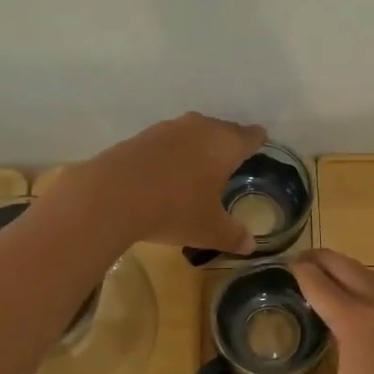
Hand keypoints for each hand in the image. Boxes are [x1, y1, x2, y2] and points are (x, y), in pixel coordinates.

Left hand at [66, 112, 266, 252]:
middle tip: (232, 160)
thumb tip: (250, 245)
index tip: (260, 143)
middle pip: (223, 129)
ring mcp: (169, 128)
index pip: (250, 135)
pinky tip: (167, 171)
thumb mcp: (209, 229)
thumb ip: (233, 235)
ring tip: (199, 166)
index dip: (257, 140)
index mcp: (225, 144)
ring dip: (198, 146)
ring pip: (193, 132)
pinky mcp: (142, 136)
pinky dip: (172, 153)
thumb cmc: (175, 209)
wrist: (112, 195)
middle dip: (228, 142)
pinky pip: (168, 141)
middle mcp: (201, 128)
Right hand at [260, 250, 373, 373]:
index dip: (301, 271)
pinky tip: (362, 305)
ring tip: (328, 275)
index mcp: (357, 321)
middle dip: (324, 259)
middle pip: (349, 269)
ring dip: (349, 270)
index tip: (285, 263)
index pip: (321, 284)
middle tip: (302, 259)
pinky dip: (369, 286)